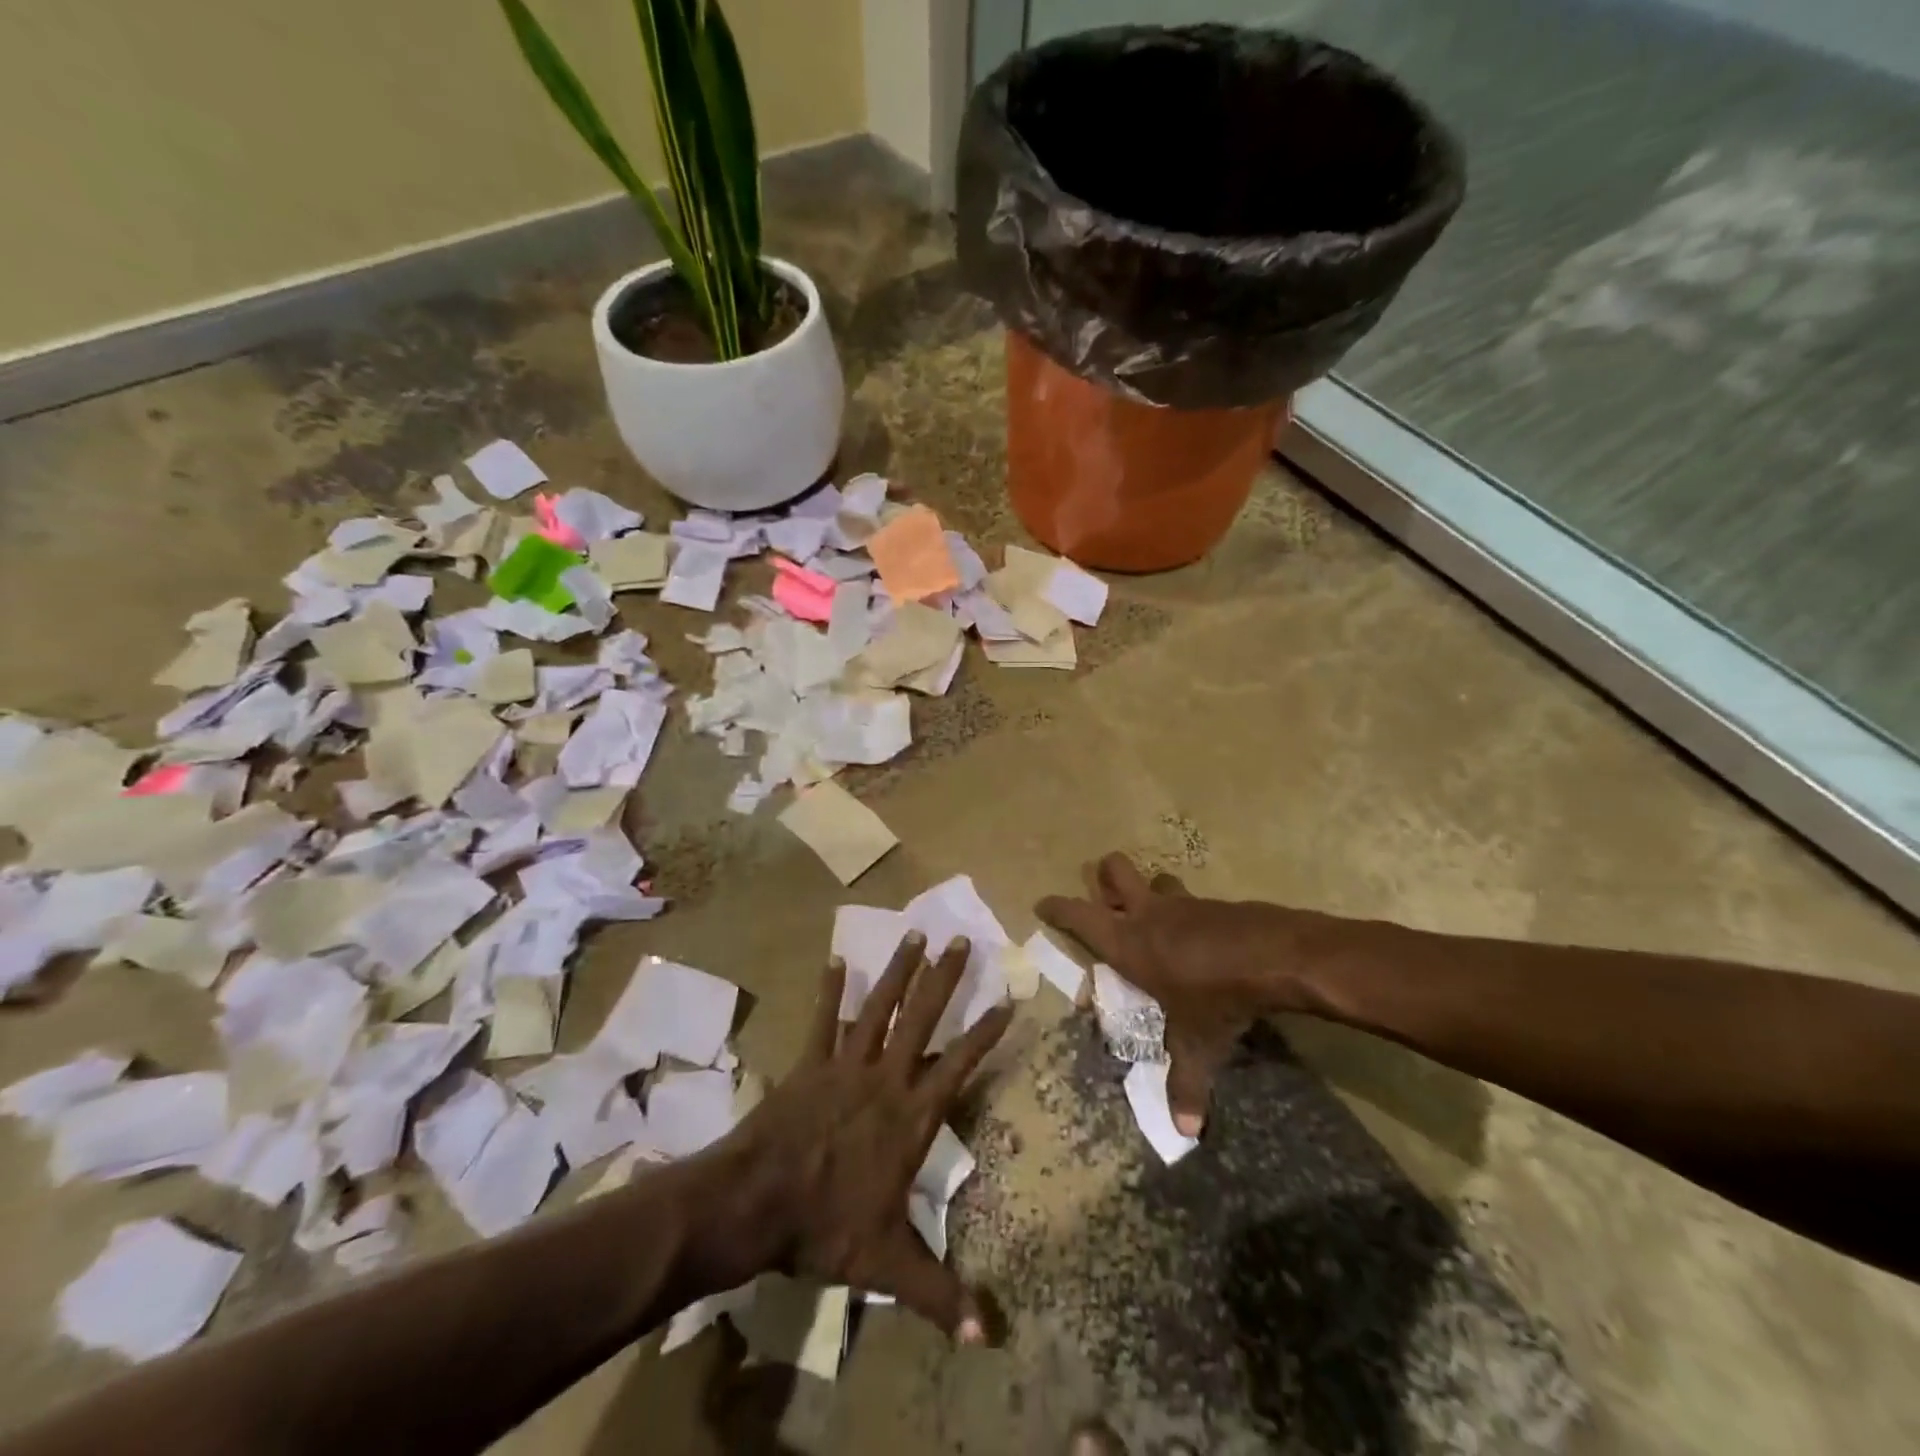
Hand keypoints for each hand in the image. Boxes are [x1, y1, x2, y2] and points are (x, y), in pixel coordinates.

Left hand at [700, 932, 1011, 1341]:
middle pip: (921, 1018)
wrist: (756, 1202)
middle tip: (961, 939)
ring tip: (914, 934)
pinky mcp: (809, 1063)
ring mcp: (844, 1065)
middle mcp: (884, 1079)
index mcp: (910, 1116)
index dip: (985, 1033)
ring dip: (898, 970)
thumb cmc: (826, 1226)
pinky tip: (835, 960)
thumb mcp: (887, 1264)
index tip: (1007, 999)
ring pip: (878, 1007)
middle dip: (944, 978)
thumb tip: (990, 1337)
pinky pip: (822, 1020)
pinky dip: (829, 990)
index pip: (959, 1065)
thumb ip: (939, 1294)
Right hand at [1038, 854, 1320, 1137]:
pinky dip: (1187, 911)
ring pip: (1156, 880)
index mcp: (1128, 942)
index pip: (1078, 916)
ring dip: (1151, 891)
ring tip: (1156, 915)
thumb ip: (1186, 1083)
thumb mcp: (1197, 1043)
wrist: (1275, 956)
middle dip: (1104, 876)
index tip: (1042, 904)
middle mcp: (1149, 915)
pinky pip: (1191, 899)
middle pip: (1114, 870)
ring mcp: (1183, 903)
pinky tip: (1202, 936)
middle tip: (1105, 897)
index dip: (1057, 909)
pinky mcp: (1215, 903)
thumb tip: (1185, 1132)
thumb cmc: (1217, 996)